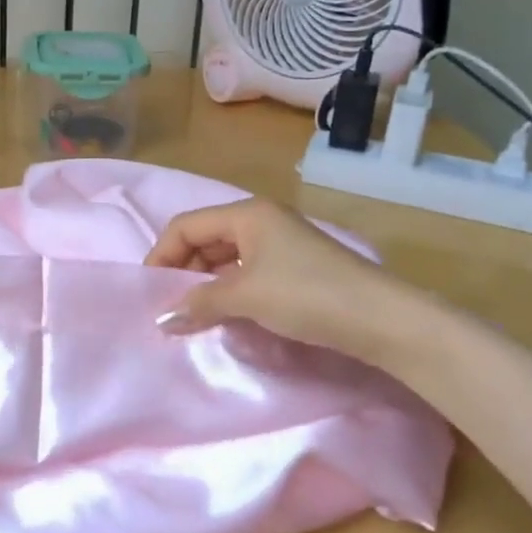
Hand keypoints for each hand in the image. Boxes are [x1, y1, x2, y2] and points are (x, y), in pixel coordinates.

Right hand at [145, 198, 449, 363]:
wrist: (383, 319)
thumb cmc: (307, 295)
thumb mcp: (246, 296)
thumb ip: (199, 303)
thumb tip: (161, 318)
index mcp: (247, 213)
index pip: (186, 225)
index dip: (161, 254)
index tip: (148, 291)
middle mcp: (261, 219)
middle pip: (205, 238)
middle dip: (183, 270)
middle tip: (168, 306)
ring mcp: (280, 243)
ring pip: (226, 257)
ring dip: (205, 283)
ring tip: (192, 314)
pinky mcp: (294, 267)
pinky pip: (246, 271)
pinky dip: (229, 290)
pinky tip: (225, 313)